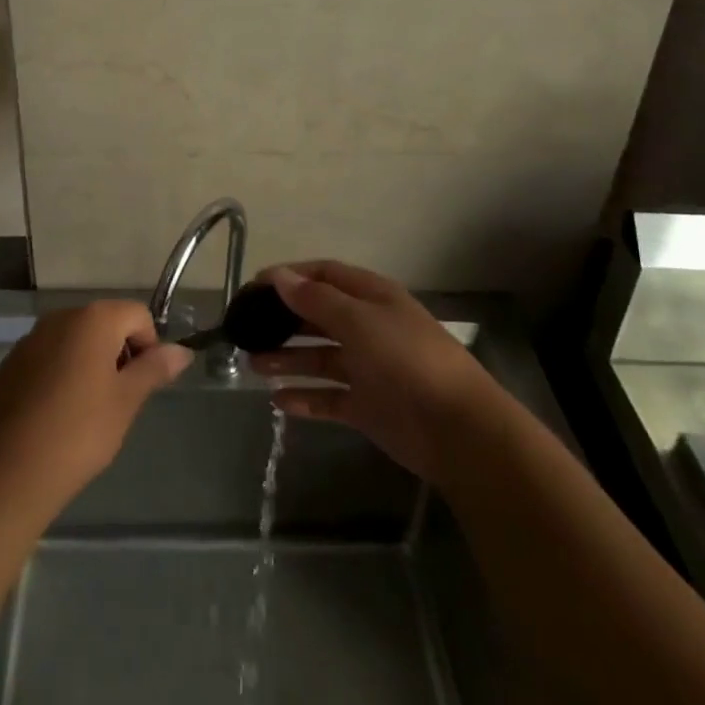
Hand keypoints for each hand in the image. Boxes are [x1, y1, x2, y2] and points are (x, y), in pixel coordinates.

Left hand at [0, 301, 191, 516]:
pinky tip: (56, 414)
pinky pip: (48, 357)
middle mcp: (60, 317)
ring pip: (75, 341)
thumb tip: (182, 351)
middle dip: (118, 353)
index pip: (137, 315)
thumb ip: (155, 369)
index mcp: (93, 318)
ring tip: (87, 410)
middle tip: (118, 400)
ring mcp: (31, 339)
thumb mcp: (126, 401)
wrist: (8, 472)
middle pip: (105, 323)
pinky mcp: (10, 364)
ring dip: (89, 363)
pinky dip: (61, 374)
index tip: (141, 385)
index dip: (148, 346)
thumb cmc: (79, 432)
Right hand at [250, 261, 500, 482]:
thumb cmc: (406, 359)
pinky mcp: (368, 406)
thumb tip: (278, 275)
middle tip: (246, 330)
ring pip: (319, 357)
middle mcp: (368, 327)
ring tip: (253, 365)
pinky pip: (328, 397)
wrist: (457, 428)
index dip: (290, 277)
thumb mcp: (359, 320)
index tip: (254, 287)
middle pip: (318, 316)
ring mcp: (368, 368)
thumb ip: (315, 300)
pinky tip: (277, 402)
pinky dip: (305, 398)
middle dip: (283, 320)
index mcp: (371, 297)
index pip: (325, 275)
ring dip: (288, 359)